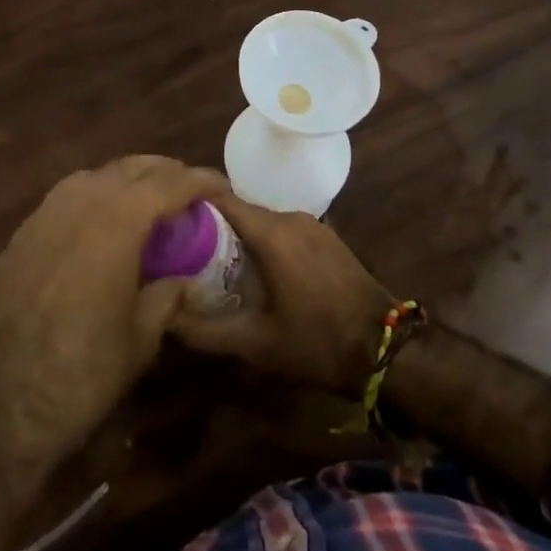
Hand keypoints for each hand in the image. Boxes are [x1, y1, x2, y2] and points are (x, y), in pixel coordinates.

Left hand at [0, 155, 224, 550]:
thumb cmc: (83, 372)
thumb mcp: (141, 337)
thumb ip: (167, 296)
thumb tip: (182, 280)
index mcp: (117, 221)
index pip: (169, 182)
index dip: (200, 181)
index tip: (222, 188)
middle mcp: (79, 203)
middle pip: (130, 168)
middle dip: (165, 173)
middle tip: (189, 193)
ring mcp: (43, 215)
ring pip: (94, 176)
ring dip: (127, 181)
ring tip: (149, 203)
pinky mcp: (20, 236)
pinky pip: (66, 198)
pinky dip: (94, 198)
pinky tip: (103, 227)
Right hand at [169, 194, 394, 395]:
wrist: (387, 350)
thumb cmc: (316, 342)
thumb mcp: (254, 344)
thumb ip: (203, 331)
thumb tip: (163, 318)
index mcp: (272, 233)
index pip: (219, 200)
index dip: (190, 206)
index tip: (165, 221)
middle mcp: (291, 218)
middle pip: (239, 210)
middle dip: (210, 226)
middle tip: (181, 250)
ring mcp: (314, 225)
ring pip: (262, 221)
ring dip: (238, 237)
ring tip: (211, 262)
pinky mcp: (327, 238)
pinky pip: (284, 230)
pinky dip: (263, 243)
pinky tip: (253, 270)